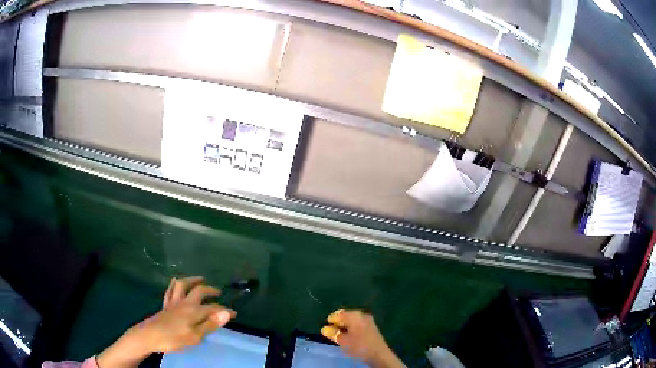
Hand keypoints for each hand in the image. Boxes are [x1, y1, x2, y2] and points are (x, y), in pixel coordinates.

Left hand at [97, 277, 235, 367]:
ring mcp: (173, 302)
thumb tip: (226, 312)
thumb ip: (210, 324)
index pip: (213, 308)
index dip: (225, 310)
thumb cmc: (173, 338)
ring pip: (182, 285)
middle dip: (210, 290)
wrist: (149, 336)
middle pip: (198, 290)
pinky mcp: (165, 305)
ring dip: (192, 280)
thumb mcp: (195, 336)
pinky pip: (170, 291)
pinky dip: (174, 284)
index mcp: (193, 310)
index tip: (234, 313)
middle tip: (217, 292)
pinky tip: (175, 281)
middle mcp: (184, 302)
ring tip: (199, 279)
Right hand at [321, 309, 403, 367]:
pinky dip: (352, 328)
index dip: (331, 320)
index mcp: (354, 315)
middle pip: (346, 315)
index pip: (338, 314)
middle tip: (332, 332)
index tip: (326, 328)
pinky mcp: (372, 326)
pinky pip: (358, 324)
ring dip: (345, 326)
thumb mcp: (342, 341)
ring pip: (353, 320)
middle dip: (338, 322)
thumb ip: (333, 333)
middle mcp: (361, 314)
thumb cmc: (359, 346)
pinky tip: (349, 336)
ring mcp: (368, 320)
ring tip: (340, 335)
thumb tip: (324, 328)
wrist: (378, 354)